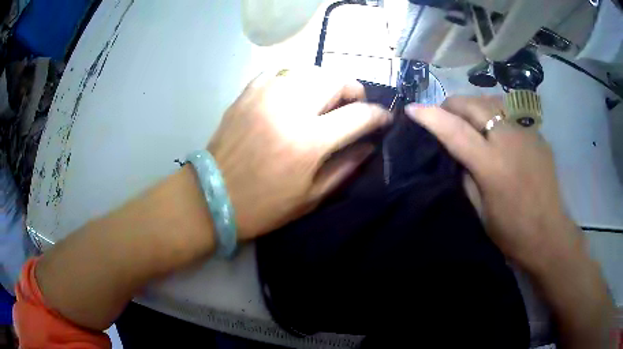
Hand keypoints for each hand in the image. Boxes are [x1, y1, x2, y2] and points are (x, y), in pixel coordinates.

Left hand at [208, 68, 390, 240]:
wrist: (213, 196)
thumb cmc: (263, 205)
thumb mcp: (310, 197)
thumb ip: (345, 167)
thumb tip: (369, 146)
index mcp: (308, 141)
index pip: (358, 115)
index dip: (378, 115)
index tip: (384, 118)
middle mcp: (289, 109)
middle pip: (335, 79)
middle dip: (353, 90)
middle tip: (353, 106)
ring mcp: (265, 96)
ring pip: (309, 70)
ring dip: (325, 82)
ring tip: (325, 99)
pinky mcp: (247, 93)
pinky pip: (279, 71)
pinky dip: (295, 78)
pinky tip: (295, 93)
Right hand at [405, 96, 580, 269]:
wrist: (549, 235)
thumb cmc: (512, 233)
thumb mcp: (480, 211)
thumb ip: (466, 177)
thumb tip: (457, 155)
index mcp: (492, 165)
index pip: (454, 130)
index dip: (430, 116)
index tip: (412, 109)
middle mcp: (510, 140)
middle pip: (474, 104)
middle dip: (452, 104)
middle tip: (442, 115)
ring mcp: (527, 134)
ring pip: (493, 103)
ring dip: (473, 106)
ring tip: (467, 119)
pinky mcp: (537, 135)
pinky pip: (510, 116)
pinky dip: (495, 117)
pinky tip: (495, 132)